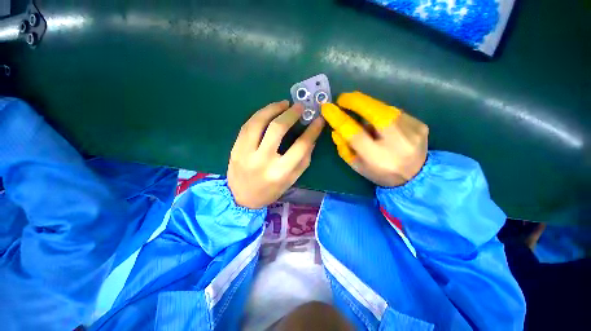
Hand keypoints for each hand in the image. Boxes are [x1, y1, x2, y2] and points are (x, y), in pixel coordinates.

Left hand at [228, 101, 324, 208]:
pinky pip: (247, 125)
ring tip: (283, 104)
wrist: (241, 198)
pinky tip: (268, 112)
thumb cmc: (270, 191)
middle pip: (277, 129)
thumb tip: (311, 138)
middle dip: (290, 114)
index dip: (312, 130)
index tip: (319, 119)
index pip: (300, 146)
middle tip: (299, 106)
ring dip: (272, 108)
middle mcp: (263, 160)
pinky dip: (259, 115)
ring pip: (259, 122)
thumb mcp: (291, 180)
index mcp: (280, 172)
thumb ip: (303, 160)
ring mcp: (245, 153)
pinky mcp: (235, 148)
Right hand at [321, 92, 427, 186]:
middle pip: (376, 114)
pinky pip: (394, 113)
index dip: (339, 118)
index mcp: (378, 159)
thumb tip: (335, 129)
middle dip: (356, 102)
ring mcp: (413, 132)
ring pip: (385, 110)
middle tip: (343, 98)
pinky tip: (380, 122)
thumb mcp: (357, 166)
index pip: (355, 134)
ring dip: (369, 107)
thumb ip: (344, 149)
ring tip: (360, 112)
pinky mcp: (420, 125)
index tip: (327, 108)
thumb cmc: (380, 173)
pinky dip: (382, 113)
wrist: (416, 177)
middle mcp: (398, 144)